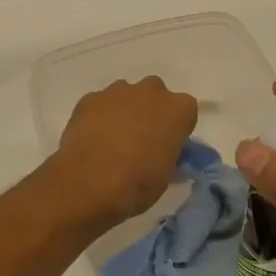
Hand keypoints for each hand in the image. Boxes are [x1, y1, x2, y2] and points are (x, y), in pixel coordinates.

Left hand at [51, 77, 197, 225]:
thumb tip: (160, 153)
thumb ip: (167, 154)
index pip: (185, 112)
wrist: (89, 183)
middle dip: (150, 111)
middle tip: (140, 139)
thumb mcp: (165, 175)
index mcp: (178, 110)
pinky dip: (98, 116)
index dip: (176, 128)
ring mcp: (117, 91)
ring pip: (125, 95)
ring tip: (112, 140)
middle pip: (155, 95)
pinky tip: (91, 139)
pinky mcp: (89, 99)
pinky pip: (99, 104)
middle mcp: (151, 92)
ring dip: (123, 111)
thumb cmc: (137, 183)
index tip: (167, 145)